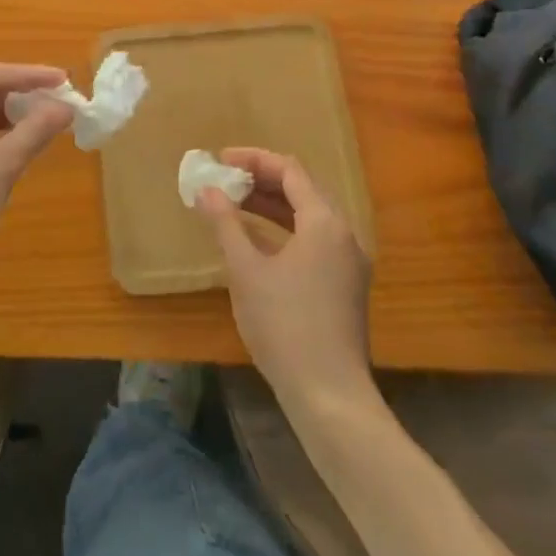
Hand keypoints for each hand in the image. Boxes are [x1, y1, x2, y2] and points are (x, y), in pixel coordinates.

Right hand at [198, 148, 373, 413]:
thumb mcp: (246, 270)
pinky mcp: (346, 286)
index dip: (254, 160)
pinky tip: (258, 241)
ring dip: (273, 205)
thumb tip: (206, 190)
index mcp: (325, 222)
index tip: (220, 160)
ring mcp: (349, 262)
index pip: (290, 170)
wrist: (330, 396)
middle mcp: (344, 234)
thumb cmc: (284, 325)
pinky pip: (315, 239)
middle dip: (262, 179)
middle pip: (303, 189)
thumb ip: (226, 224)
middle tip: (226, 179)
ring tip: (235, 203)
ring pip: (309, 216)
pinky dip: (285, 229)